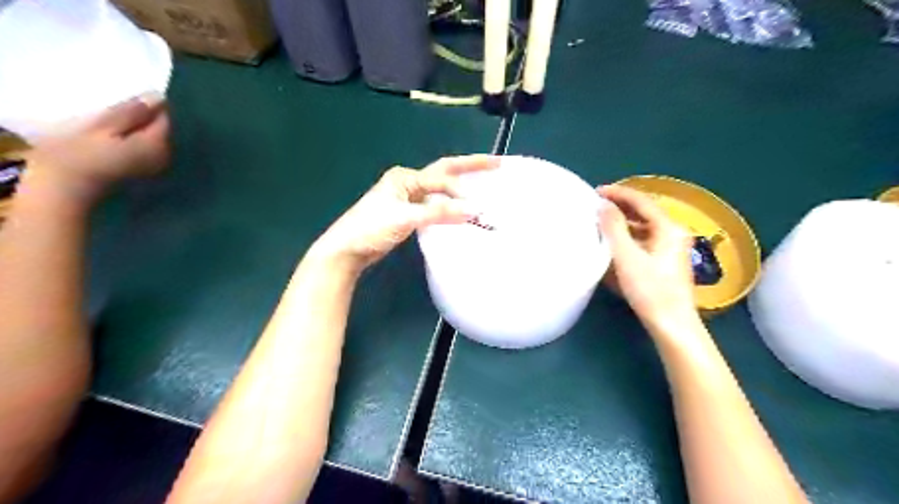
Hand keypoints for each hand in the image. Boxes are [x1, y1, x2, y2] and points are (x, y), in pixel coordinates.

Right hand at [19, 93, 170, 201]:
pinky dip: (132, 139)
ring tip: (110, 120)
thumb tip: (159, 97)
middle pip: (159, 129)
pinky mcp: (141, 170)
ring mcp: (154, 165)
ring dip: (136, 128)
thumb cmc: (81, 153)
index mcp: (158, 144)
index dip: (148, 105)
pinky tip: (112, 136)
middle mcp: (164, 156)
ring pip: (151, 138)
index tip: (127, 97)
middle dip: (142, 117)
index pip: (164, 118)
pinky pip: (143, 147)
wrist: (66, 187)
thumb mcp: (105, 126)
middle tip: (115, 107)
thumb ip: (134, 112)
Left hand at [310, 154, 498, 273]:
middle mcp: (409, 183)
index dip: (461, 193)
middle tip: (497, 164)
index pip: (441, 179)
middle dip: (470, 167)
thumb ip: (439, 213)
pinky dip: (451, 207)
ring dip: (462, 188)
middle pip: (445, 172)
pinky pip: (437, 206)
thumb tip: (475, 210)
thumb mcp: (405, 218)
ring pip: (442, 190)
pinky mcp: (410, 215)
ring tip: (486, 184)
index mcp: (406, 177)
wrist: (347, 250)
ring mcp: (409, 199)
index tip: (479, 209)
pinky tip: (463, 211)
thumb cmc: (371, 229)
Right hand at [595, 184, 693, 322]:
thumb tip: (603, 205)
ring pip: (643, 227)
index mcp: (668, 228)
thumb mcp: (627, 257)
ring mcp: (671, 248)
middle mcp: (673, 233)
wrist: (671, 324)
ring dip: (622, 223)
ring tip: (600, 222)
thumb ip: (614, 228)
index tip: (595, 192)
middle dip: (619, 207)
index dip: (618, 193)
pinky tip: (613, 244)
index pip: (641, 201)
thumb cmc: (649, 290)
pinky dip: (628, 237)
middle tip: (596, 205)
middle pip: (644, 212)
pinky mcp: (665, 262)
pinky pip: (644, 241)